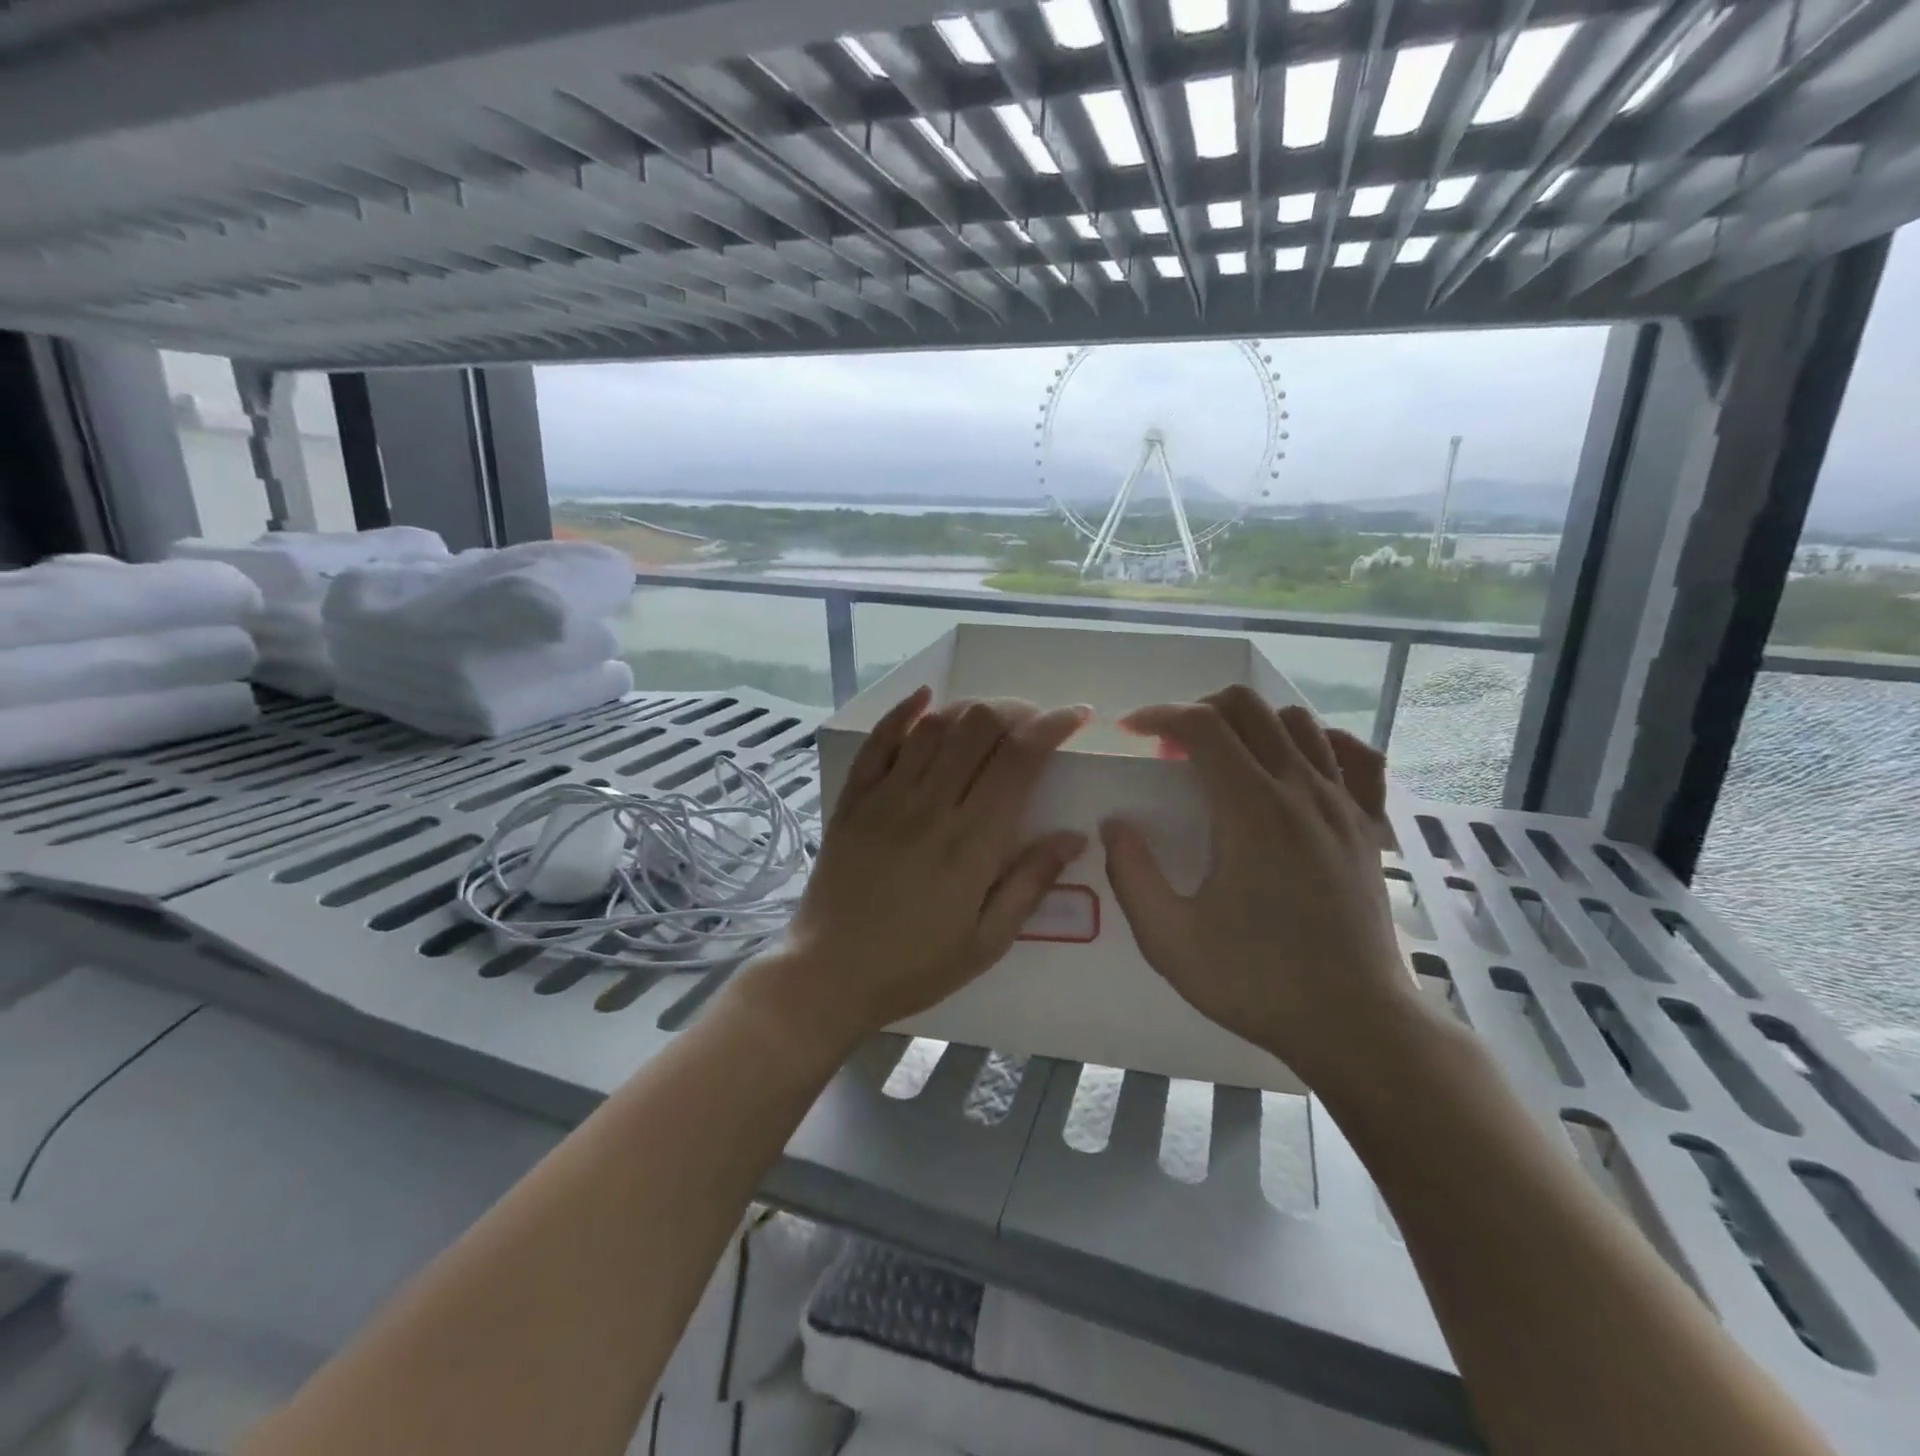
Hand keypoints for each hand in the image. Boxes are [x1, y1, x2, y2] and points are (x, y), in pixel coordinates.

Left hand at [749, 687, 1087, 1053]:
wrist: (828, 973)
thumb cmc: (915, 965)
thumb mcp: (986, 942)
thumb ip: (1030, 883)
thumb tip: (1074, 837)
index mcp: (973, 841)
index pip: (1019, 759)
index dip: (1052, 726)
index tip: (1075, 716)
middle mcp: (932, 805)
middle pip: (978, 726)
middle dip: (1015, 711)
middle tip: (1032, 723)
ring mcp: (887, 796)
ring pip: (935, 725)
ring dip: (970, 710)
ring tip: (990, 719)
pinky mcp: (854, 797)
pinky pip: (879, 739)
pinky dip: (904, 711)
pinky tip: (926, 697)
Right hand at [1100, 686, 1422, 1094]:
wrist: (1356, 1024)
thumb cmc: (1257, 981)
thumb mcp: (1169, 940)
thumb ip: (1131, 874)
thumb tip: (1115, 824)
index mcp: (1251, 810)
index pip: (1202, 725)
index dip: (1158, 715)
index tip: (1130, 731)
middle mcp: (1301, 790)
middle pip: (1249, 707)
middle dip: (1199, 710)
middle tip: (1172, 749)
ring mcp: (1343, 804)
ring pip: (1298, 722)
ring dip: (1251, 724)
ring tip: (1224, 759)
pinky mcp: (1367, 826)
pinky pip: (1351, 755)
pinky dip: (1316, 743)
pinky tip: (1293, 768)